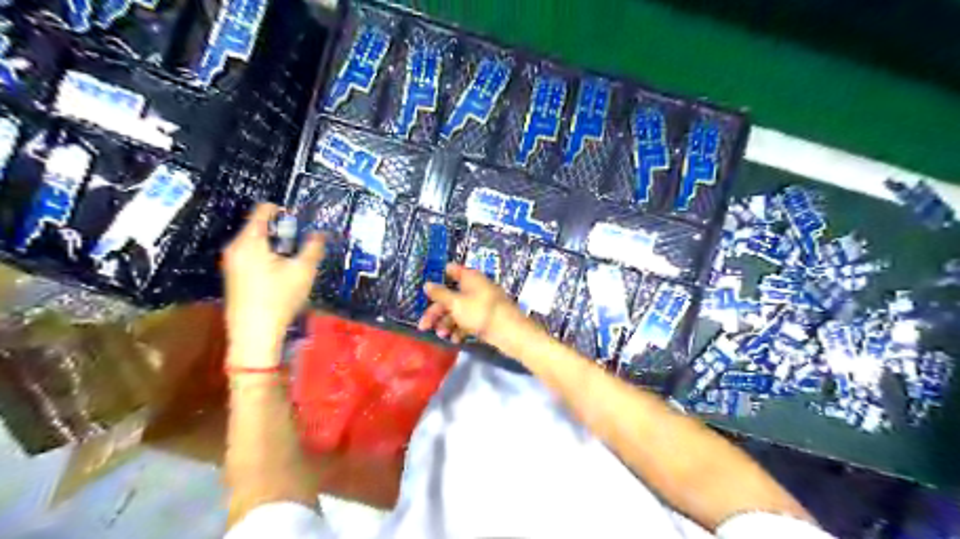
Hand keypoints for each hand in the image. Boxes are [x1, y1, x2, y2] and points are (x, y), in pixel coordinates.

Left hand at [221, 205, 322, 366]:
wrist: (254, 334)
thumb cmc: (279, 298)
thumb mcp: (303, 271)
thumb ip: (313, 247)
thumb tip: (319, 233)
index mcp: (250, 241)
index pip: (263, 210)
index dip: (283, 209)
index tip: (300, 218)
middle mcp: (235, 247)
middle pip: (258, 226)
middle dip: (282, 230)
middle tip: (302, 241)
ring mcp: (231, 262)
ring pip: (255, 241)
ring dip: (276, 244)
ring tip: (294, 257)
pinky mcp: (232, 276)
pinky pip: (250, 254)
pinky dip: (266, 255)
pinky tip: (281, 272)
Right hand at [417, 263, 542, 353]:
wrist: (509, 332)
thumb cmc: (480, 312)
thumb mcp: (456, 303)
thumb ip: (440, 294)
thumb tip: (427, 284)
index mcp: (470, 277)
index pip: (451, 270)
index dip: (437, 278)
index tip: (424, 290)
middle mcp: (475, 288)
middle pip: (450, 296)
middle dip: (437, 311)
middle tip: (424, 326)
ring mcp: (481, 304)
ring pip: (458, 311)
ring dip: (447, 323)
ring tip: (442, 336)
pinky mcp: (485, 319)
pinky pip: (468, 321)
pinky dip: (460, 329)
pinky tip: (455, 340)